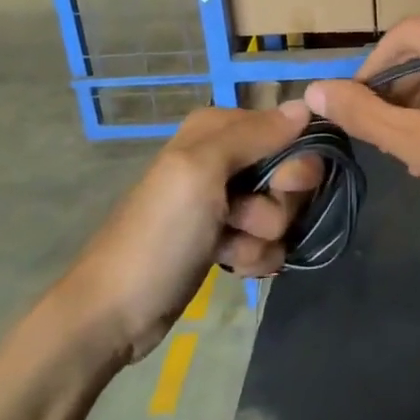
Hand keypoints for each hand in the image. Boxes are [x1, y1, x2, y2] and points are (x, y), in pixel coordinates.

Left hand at [50, 102, 321, 362]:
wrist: (114, 314)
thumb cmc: (159, 234)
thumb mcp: (201, 173)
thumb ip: (254, 135)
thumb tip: (305, 106)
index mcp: (216, 130)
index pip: (286, 129)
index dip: (294, 159)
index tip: (282, 185)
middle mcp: (224, 157)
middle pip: (290, 172)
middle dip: (277, 203)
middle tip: (246, 220)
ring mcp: (226, 201)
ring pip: (282, 211)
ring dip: (263, 236)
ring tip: (228, 249)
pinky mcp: (227, 238)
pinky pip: (269, 241)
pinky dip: (255, 256)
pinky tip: (230, 267)